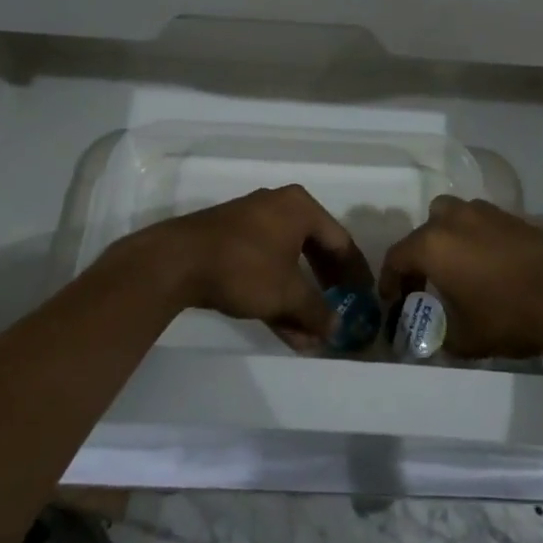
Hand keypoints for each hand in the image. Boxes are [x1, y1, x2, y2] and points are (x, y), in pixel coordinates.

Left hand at [110, 186, 373, 349]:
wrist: (177, 261)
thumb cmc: (244, 267)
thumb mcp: (286, 293)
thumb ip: (316, 310)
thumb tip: (336, 329)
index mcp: (300, 207)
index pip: (340, 240)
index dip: (355, 272)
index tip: (364, 297)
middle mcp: (279, 207)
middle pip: (315, 250)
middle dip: (327, 288)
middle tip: (341, 311)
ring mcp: (253, 224)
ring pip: (288, 264)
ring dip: (301, 300)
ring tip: (312, 334)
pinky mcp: (231, 242)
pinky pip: (265, 268)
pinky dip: (277, 295)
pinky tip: (286, 330)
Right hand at [378, 196, 542, 358]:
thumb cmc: (507, 315)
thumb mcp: (466, 339)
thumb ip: (443, 335)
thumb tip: (440, 336)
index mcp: (433, 244)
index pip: (397, 256)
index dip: (391, 280)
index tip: (393, 300)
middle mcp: (455, 219)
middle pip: (426, 228)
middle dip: (421, 253)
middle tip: (427, 281)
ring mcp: (487, 213)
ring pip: (456, 216)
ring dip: (451, 239)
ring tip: (461, 269)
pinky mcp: (515, 217)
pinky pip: (484, 223)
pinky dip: (479, 239)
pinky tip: (492, 266)